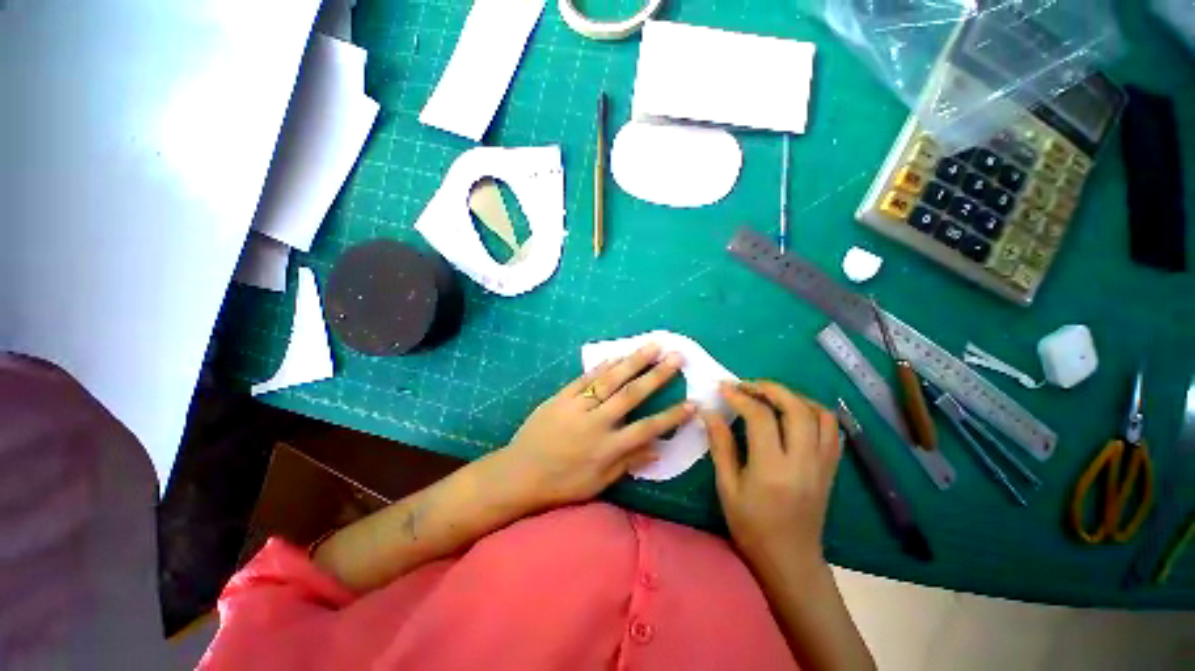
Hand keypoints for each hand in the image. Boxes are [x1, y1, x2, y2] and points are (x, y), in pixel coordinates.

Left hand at [500, 343, 696, 509]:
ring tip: (652, 346)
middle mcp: (596, 423)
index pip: (647, 428)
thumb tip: (656, 449)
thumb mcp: (597, 484)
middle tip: (676, 358)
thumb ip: (627, 463)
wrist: (519, 473)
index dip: (672, 416)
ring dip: (634, 361)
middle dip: (657, 376)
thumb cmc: (562, 484)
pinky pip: (585, 378)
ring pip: (610, 380)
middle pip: (632, 395)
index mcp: (607, 448)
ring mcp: (578, 406)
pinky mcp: (561, 397)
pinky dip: (602, 366)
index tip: (692, 403)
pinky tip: (617, 355)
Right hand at [705, 380, 841, 570]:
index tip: (723, 388)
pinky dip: (813, 411)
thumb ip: (720, 446)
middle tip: (746, 385)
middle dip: (769, 388)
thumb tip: (710, 412)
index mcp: (773, 468)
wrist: (790, 560)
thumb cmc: (752, 527)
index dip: (740, 397)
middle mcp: (803, 461)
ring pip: (820, 414)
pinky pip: (831, 429)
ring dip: (794, 396)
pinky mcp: (831, 468)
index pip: (760, 417)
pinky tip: (794, 412)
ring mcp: (823, 464)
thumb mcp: (727, 488)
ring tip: (770, 395)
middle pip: (795, 408)